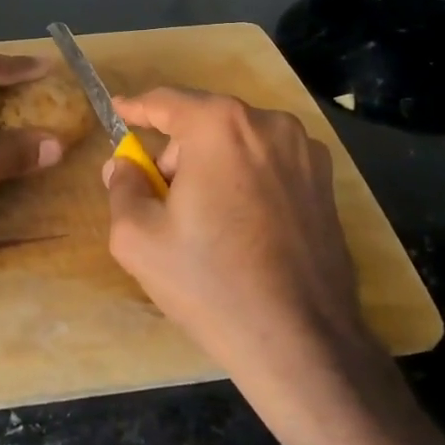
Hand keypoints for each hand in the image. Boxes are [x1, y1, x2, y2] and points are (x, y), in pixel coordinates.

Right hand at [103, 88, 390, 391]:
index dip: (136, 107)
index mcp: (219, 126)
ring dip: (212, 165)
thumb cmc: (210, 283)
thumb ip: (122, 188)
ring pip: (239, 143)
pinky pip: (269, 164)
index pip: (166, 101)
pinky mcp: (326, 182)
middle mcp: (268, 124)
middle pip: (204, 124)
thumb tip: (123, 165)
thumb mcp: (138, 238)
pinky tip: (241, 226)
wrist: (301, 342)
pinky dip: (246, 179)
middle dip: (177, 153)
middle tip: (160, 198)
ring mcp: (305, 151)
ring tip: (203, 220)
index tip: (117, 110)